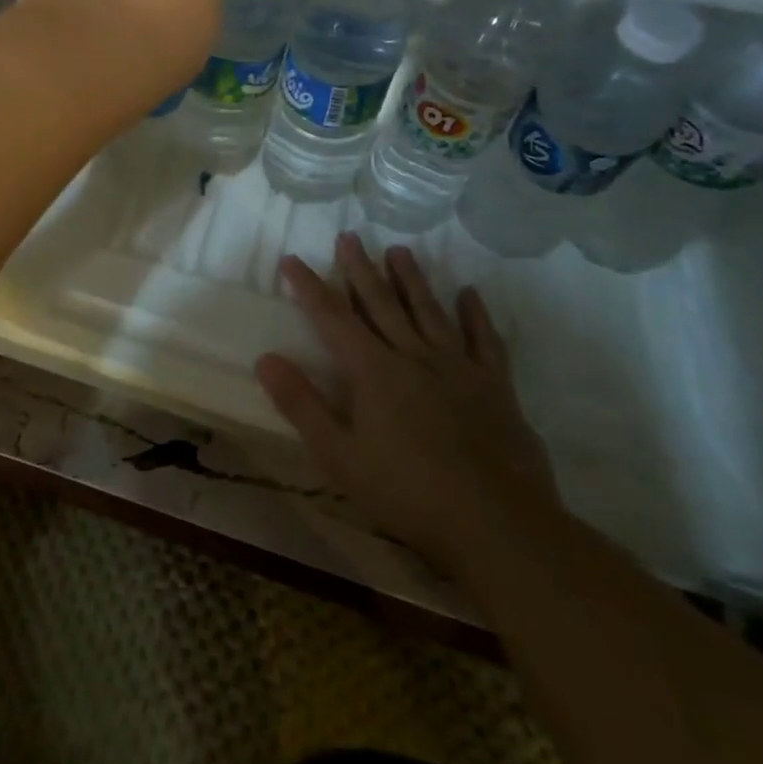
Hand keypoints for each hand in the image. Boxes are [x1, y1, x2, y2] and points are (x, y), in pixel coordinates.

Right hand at [257, 235, 559, 576]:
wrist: (498, 526)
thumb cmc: (407, 492)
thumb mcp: (338, 455)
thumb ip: (301, 404)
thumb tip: (265, 358)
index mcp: (372, 370)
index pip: (332, 317)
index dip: (309, 286)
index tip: (292, 259)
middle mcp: (413, 356)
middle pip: (381, 303)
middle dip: (360, 269)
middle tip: (349, 237)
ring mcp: (458, 368)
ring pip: (429, 311)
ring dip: (411, 279)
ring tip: (399, 250)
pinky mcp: (495, 388)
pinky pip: (485, 341)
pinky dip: (476, 315)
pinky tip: (469, 294)